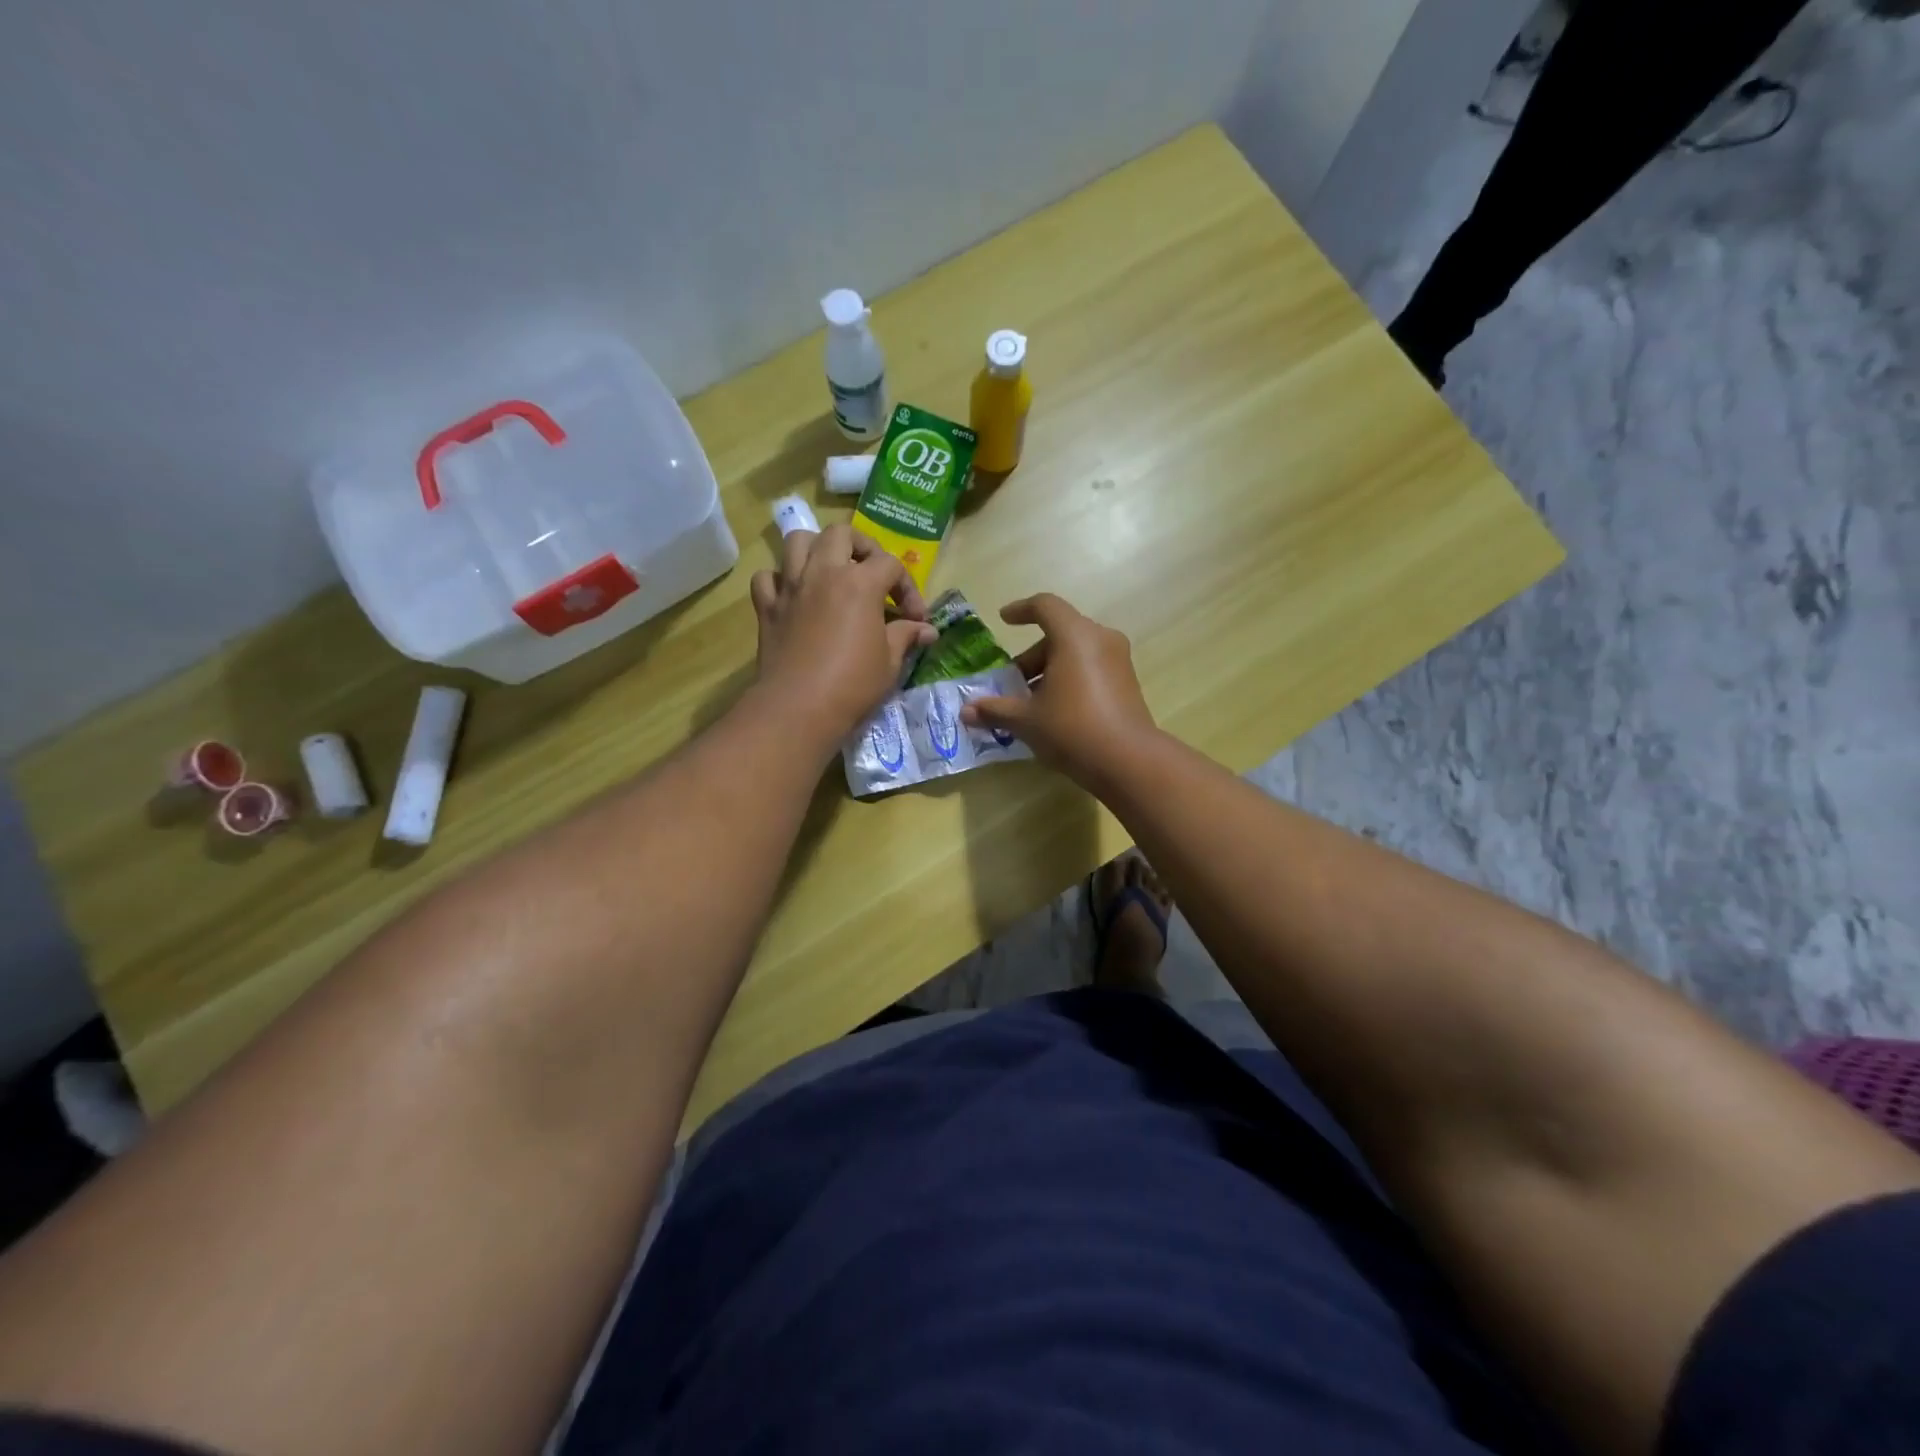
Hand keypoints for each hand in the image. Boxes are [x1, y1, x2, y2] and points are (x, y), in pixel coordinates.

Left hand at [749, 524, 936, 754]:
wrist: (798, 709)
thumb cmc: (853, 685)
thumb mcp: (890, 662)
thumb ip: (906, 636)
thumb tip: (927, 630)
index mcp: (859, 583)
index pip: (890, 564)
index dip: (908, 588)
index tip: (915, 619)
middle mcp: (823, 573)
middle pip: (842, 534)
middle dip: (863, 548)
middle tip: (872, 576)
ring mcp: (791, 587)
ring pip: (798, 542)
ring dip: (817, 549)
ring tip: (831, 572)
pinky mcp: (767, 607)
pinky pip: (768, 577)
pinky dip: (781, 580)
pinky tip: (794, 596)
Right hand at [959, 593, 1159, 789]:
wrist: (1128, 761)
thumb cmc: (1071, 728)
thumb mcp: (1026, 720)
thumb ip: (995, 710)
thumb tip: (965, 712)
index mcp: (1075, 636)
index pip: (1045, 606)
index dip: (1021, 610)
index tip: (1004, 620)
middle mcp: (1100, 639)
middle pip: (1059, 633)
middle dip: (1030, 656)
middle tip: (1011, 683)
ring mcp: (1118, 660)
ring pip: (1076, 652)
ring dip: (1049, 670)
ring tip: (1030, 702)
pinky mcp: (1127, 682)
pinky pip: (1091, 668)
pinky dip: (1070, 679)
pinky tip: (1055, 711)